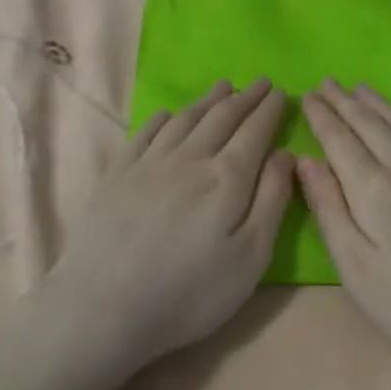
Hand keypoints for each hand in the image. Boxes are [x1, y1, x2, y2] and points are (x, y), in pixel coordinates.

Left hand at [46, 79, 294, 377]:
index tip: (281, 91)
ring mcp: (148, 164)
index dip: (270, 110)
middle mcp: (189, 158)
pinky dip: (162, 118)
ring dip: (207, 101)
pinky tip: (167, 114)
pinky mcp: (117, 175)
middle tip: (260, 82)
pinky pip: (144, 134)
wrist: (105, 306)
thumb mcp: (250, 257)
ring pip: (184, 120)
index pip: (254, 132)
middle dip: (245, 97)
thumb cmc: (190, 292)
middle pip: (221, 118)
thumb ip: (271, 200)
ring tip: (223, 87)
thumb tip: (285, 153)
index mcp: (226, 177)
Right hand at [297, 83, 390, 382]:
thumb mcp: (357, 270)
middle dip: (347, 103)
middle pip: (373, 127)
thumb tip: (306, 162)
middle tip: (329, 82)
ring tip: (366, 90)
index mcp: (374, 190)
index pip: (340, 141)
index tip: (308, 93)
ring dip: (384, 106)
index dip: (322, 116)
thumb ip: (330, 211)